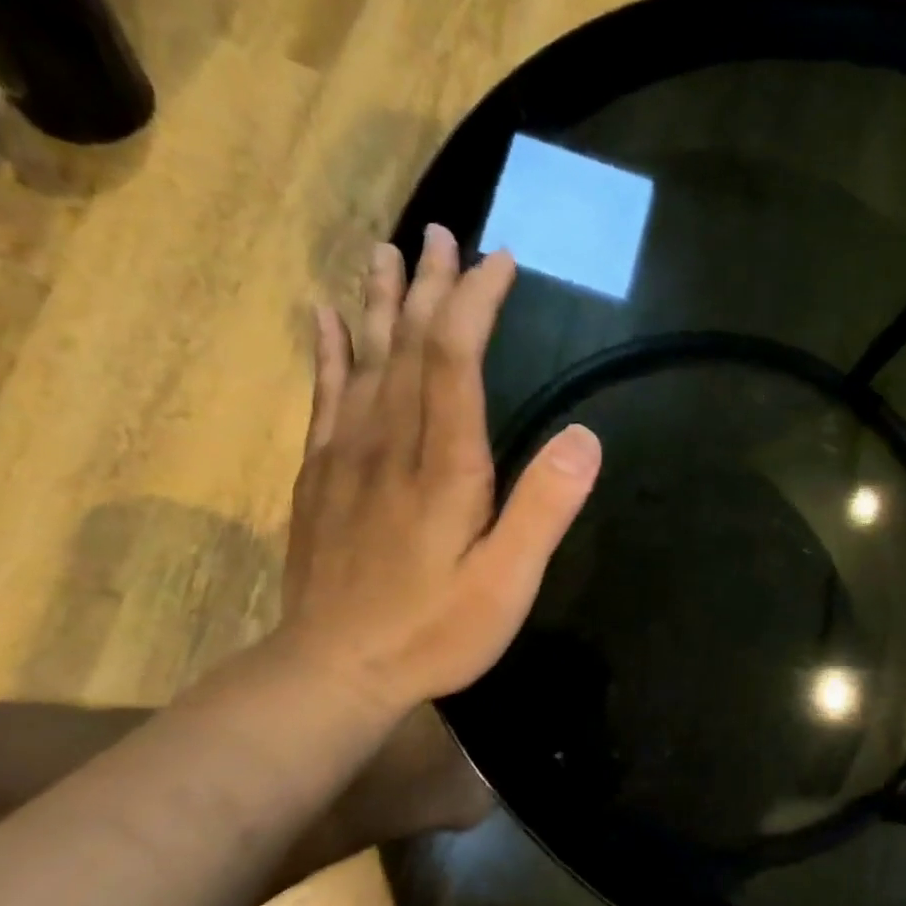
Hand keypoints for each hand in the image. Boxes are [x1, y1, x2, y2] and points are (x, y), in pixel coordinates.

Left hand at [279, 228, 601, 711]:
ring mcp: (347, 457)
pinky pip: (324, 396)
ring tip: (386, 252)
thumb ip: (544, 508)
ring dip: (381, 303)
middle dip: (432, 287)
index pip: (456, 358)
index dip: (477, 303)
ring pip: (365, 360)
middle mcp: (390, 444)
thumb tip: (585, 437)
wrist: (333, 671)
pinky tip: (325, 318)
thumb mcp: (507, 583)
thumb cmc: (433, 631)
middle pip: (409, 345)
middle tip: (444, 235)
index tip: (500, 262)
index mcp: (444, 465)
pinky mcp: (321, 477)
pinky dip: (328, 351)